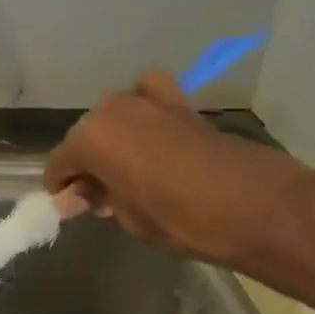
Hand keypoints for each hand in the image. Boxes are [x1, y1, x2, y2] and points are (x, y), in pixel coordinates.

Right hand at [43, 71, 314, 274]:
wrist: (254, 205)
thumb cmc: (181, 219)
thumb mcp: (129, 218)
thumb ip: (99, 199)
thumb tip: (78, 196)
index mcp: (90, 140)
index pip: (60, 163)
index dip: (61, 187)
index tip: (69, 206)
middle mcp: (110, 111)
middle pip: (85, 136)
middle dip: (87, 163)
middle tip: (101, 196)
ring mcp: (145, 101)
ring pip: (113, 117)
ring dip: (112, 139)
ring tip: (126, 170)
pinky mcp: (178, 102)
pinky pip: (149, 94)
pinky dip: (144, 106)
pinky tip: (151, 127)